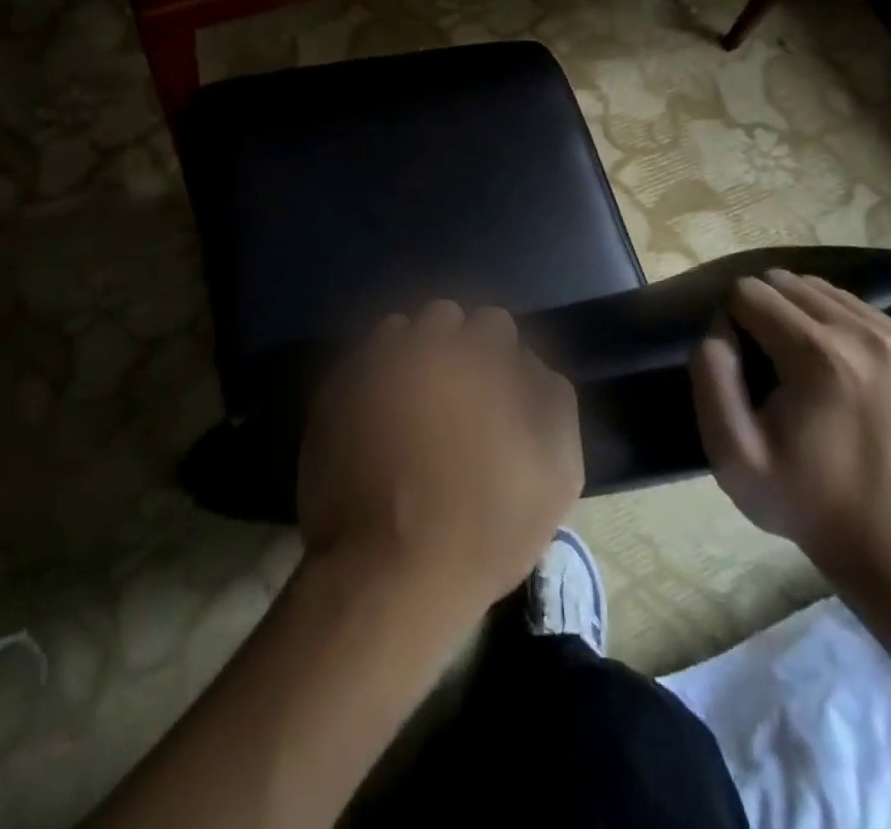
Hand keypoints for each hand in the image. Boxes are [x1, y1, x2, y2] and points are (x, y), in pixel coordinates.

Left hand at [297, 300, 583, 613]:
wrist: (389, 572)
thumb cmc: (485, 526)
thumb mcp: (556, 471)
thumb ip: (553, 398)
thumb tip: (529, 362)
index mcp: (479, 356)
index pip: (494, 322)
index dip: (499, 356)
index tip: (496, 391)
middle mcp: (422, 344)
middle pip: (444, 318)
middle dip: (455, 346)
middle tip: (457, 396)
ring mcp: (372, 363)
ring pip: (399, 332)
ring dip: (412, 355)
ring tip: (414, 404)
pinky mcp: (335, 390)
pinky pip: (361, 363)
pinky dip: (374, 379)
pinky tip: (378, 419)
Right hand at [688, 269, 890, 577]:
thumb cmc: (800, 496)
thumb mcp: (730, 450)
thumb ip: (710, 375)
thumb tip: (720, 325)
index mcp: (819, 356)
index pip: (749, 292)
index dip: (732, 322)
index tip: (742, 366)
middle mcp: (865, 335)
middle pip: (785, 282)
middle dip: (763, 311)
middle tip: (767, 363)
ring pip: (820, 289)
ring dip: (798, 314)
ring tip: (799, 362)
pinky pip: (855, 307)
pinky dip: (833, 324)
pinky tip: (834, 365)